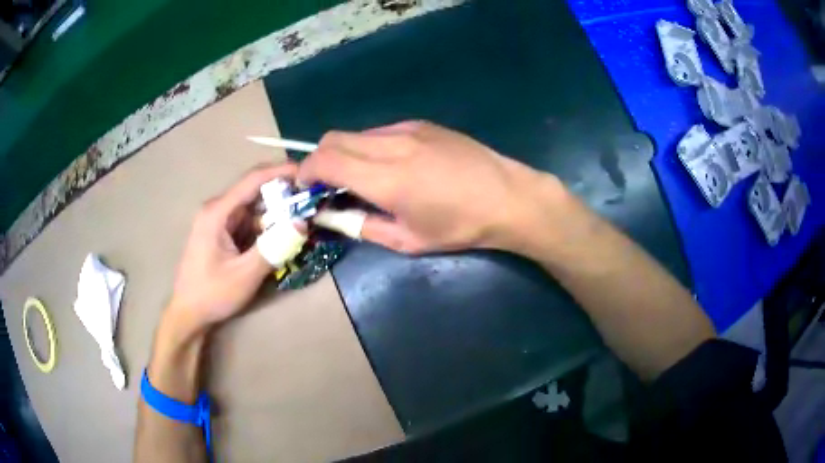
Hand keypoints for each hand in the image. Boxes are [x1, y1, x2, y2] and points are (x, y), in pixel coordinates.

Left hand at [166, 163, 297, 334]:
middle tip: (310, 199)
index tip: (307, 171)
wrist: (188, 313)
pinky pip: (248, 222)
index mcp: (217, 212)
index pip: (252, 180)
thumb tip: (303, 224)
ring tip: (302, 216)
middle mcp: (217, 210)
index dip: (280, 171)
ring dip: (276, 212)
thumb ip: (273, 248)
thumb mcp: (244, 275)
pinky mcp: (222, 233)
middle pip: (254, 191)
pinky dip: (266, 226)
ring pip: (253, 208)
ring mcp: (219, 221)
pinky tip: (282, 234)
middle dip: (282, 193)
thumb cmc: (212, 293)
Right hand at [298, 121, 561, 253]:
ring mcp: (408, 129)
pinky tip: (390, 167)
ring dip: (345, 153)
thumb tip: (332, 214)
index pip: (324, 160)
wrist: (508, 197)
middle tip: (328, 186)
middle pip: (332, 138)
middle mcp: (391, 144)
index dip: (305, 172)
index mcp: (386, 178)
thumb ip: (362, 225)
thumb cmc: (460, 227)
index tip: (305, 188)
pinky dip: (369, 147)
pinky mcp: (422, 124)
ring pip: (356, 134)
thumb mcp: (408, 240)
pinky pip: (380, 132)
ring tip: (361, 179)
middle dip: (319, 160)